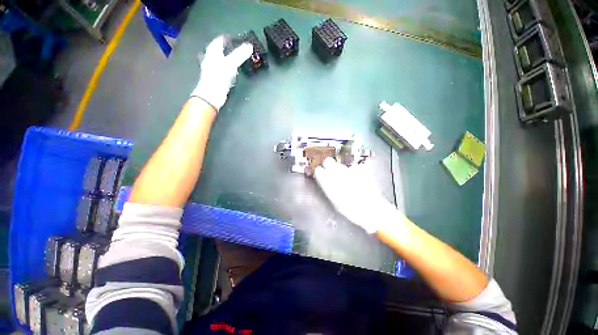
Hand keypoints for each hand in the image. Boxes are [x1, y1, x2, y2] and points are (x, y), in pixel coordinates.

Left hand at [191, 36, 252, 110]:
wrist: (211, 95)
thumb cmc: (219, 77)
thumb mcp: (231, 64)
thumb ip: (240, 54)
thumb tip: (249, 46)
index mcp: (213, 52)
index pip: (219, 41)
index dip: (226, 38)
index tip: (235, 38)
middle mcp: (210, 59)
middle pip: (218, 50)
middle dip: (226, 48)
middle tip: (236, 48)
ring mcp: (212, 69)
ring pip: (220, 60)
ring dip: (227, 59)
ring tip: (235, 59)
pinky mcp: (215, 79)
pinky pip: (222, 70)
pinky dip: (227, 69)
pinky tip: (231, 72)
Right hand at [314, 158, 399, 233]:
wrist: (370, 208)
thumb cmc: (349, 209)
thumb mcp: (334, 200)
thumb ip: (328, 188)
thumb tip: (325, 182)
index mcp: (328, 181)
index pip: (318, 170)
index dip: (320, 172)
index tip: (321, 174)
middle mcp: (336, 172)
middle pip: (328, 161)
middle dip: (328, 165)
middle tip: (332, 172)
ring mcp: (348, 169)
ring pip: (341, 165)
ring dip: (342, 170)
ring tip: (348, 180)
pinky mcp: (359, 169)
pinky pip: (353, 168)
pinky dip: (354, 172)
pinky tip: (358, 180)